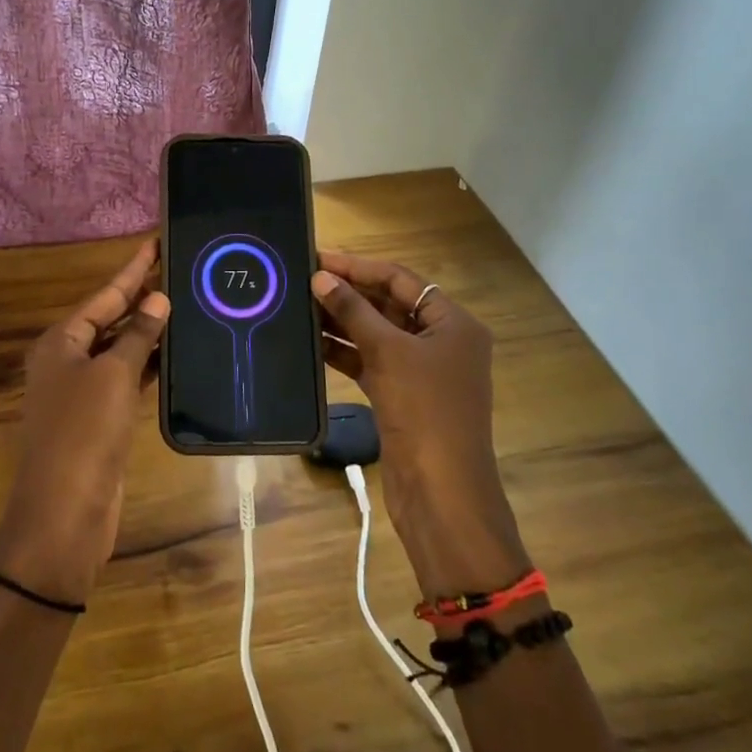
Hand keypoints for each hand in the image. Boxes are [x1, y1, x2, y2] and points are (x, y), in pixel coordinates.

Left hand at [0, 241, 169, 606]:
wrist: (65, 514)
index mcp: (61, 341)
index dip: (132, 269)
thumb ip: (136, 335)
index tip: (157, 242)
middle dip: (142, 296)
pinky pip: (127, 378)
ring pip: (120, 349)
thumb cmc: (83, 434)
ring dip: (148, 331)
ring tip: (186, 303)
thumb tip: (157, 299)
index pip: (104, 294)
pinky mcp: (100, 418)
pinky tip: (176, 353)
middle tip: (181, 270)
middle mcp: (68, 360)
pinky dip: (149, 364)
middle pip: (110, 318)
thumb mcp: (112, 376)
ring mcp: (83, 391)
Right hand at [312, 251, 532, 598]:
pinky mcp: (402, 396)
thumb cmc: (424, 411)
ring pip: (376, 334)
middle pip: (389, 305)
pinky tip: (312, 342)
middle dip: (348, 293)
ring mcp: (421, 371)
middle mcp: (440, 341)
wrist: (441, 493)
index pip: (401, 280)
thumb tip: (320, 277)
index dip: (360, 267)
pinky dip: (345, 352)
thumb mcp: (388, 353)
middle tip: (302, 279)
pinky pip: (370, 362)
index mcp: (453, 323)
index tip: (319, 259)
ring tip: (299, 306)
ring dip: (342, 322)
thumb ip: (353, 312)